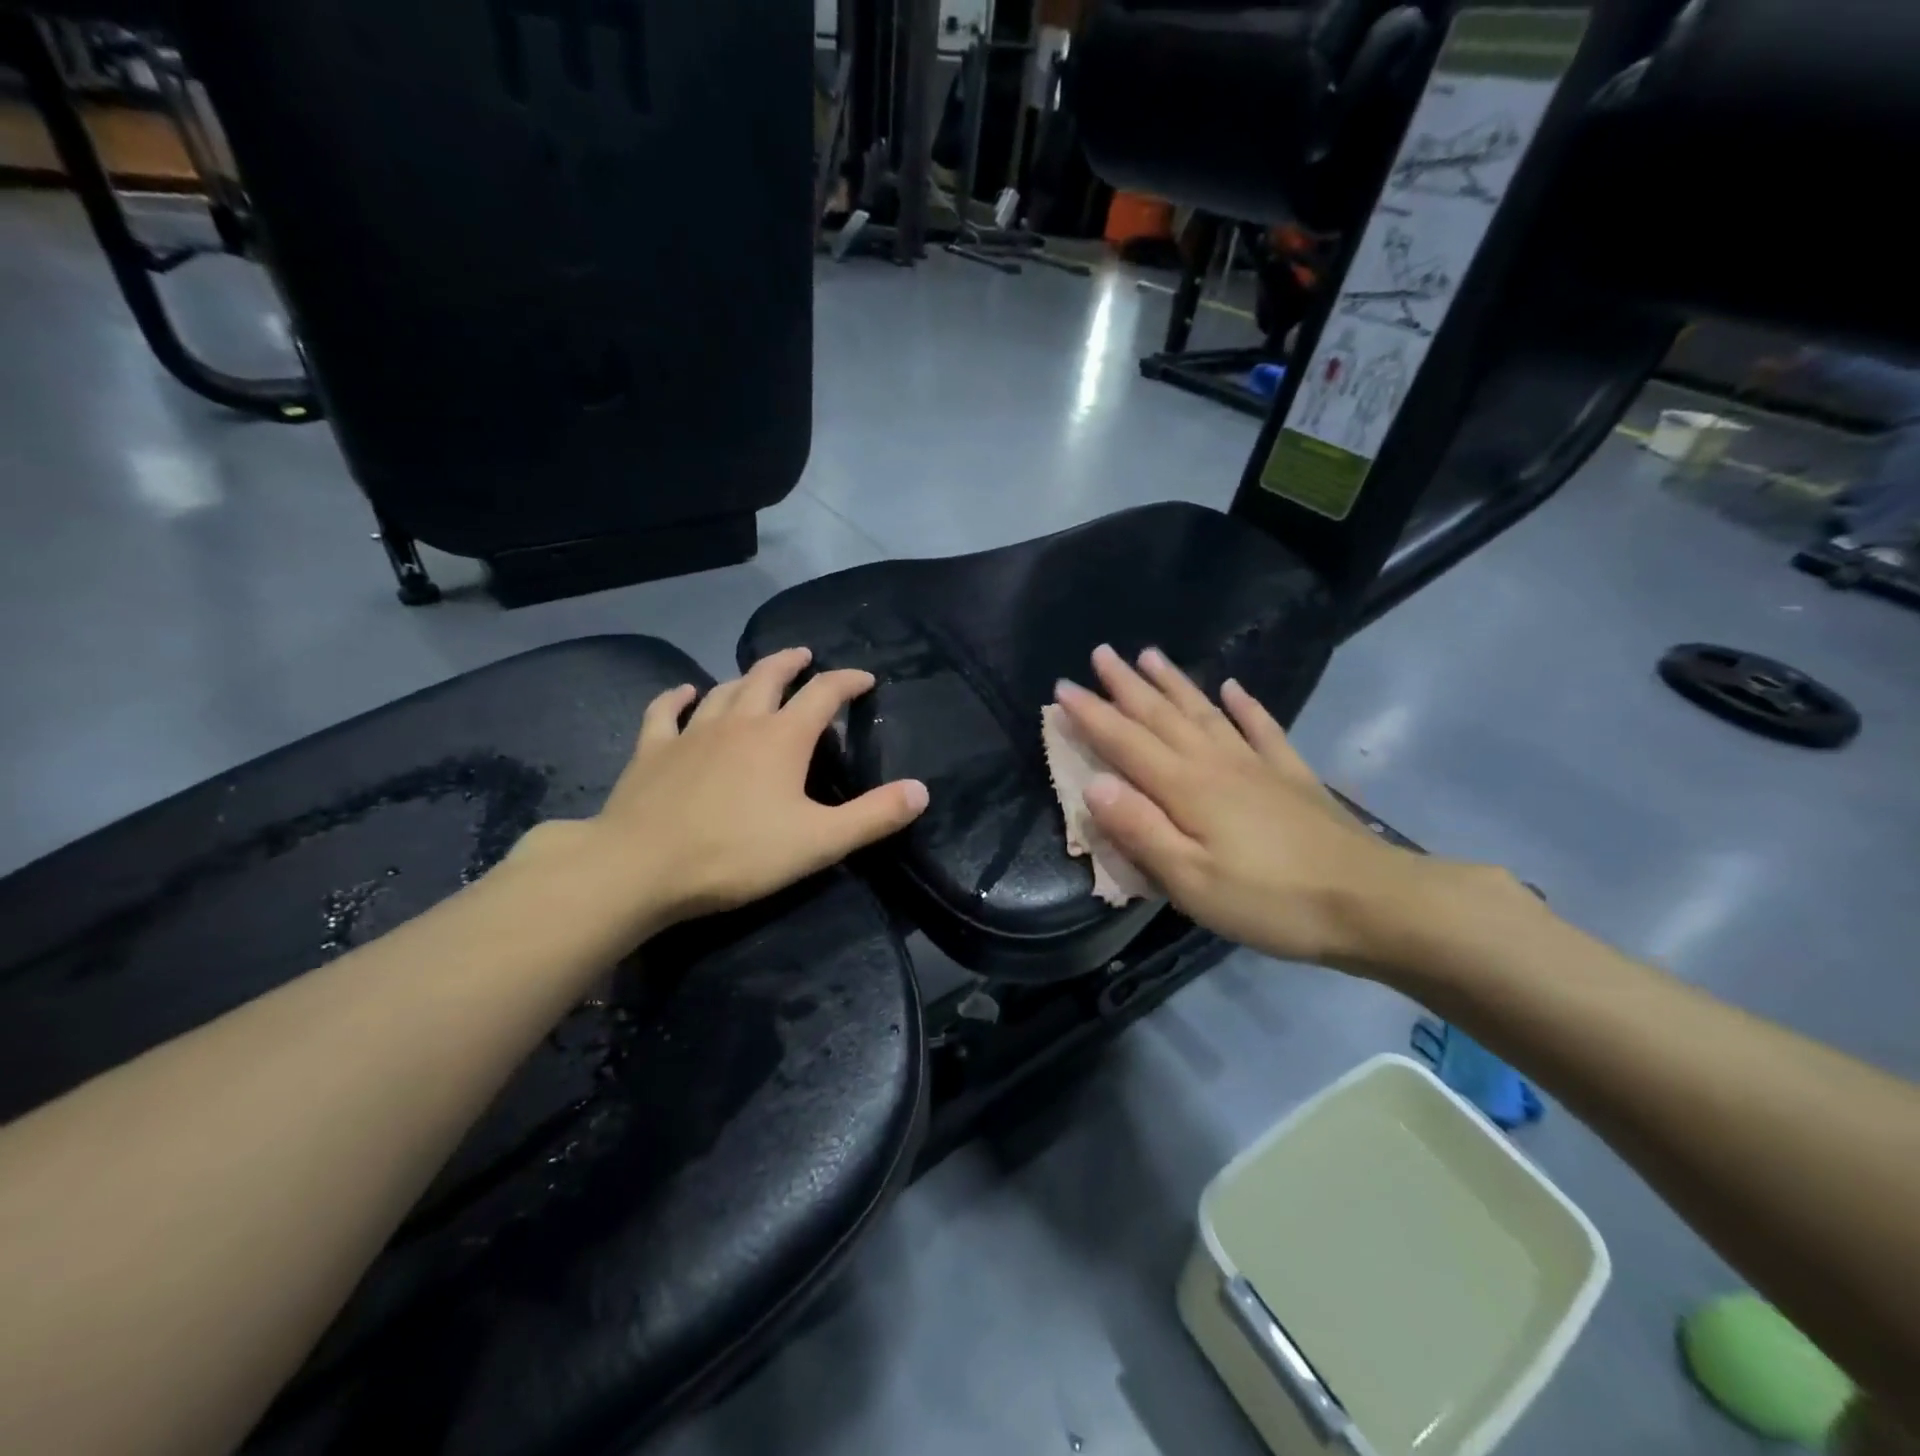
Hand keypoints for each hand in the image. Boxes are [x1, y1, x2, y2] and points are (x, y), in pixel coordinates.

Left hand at [522, 648, 927, 936]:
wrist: (641, 867)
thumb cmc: (738, 854)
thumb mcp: (820, 841)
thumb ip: (874, 816)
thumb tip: (921, 790)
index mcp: (783, 738)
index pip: (824, 694)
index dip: (847, 682)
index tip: (864, 679)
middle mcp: (740, 721)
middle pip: (769, 676)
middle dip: (792, 663)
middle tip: (805, 657)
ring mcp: (692, 732)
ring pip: (724, 690)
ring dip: (745, 677)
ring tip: (757, 674)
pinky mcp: (652, 750)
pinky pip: (665, 711)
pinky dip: (678, 697)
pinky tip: (685, 692)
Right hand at [1053, 645, 1438, 968]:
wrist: (1371, 902)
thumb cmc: (1270, 900)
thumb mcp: (1191, 881)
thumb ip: (1140, 830)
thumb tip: (1094, 785)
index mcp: (1186, 788)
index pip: (1126, 743)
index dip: (1092, 715)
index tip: (1062, 688)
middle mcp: (1216, 763)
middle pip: (1162, 716)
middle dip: (1126, 686)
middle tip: (1100, 653)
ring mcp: (1257, 765)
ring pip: (1205, 713)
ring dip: (1174, 683)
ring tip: (1150, 655)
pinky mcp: (1291, 776)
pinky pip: (1261, 729)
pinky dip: (1245, 706)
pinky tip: (1232, 688)